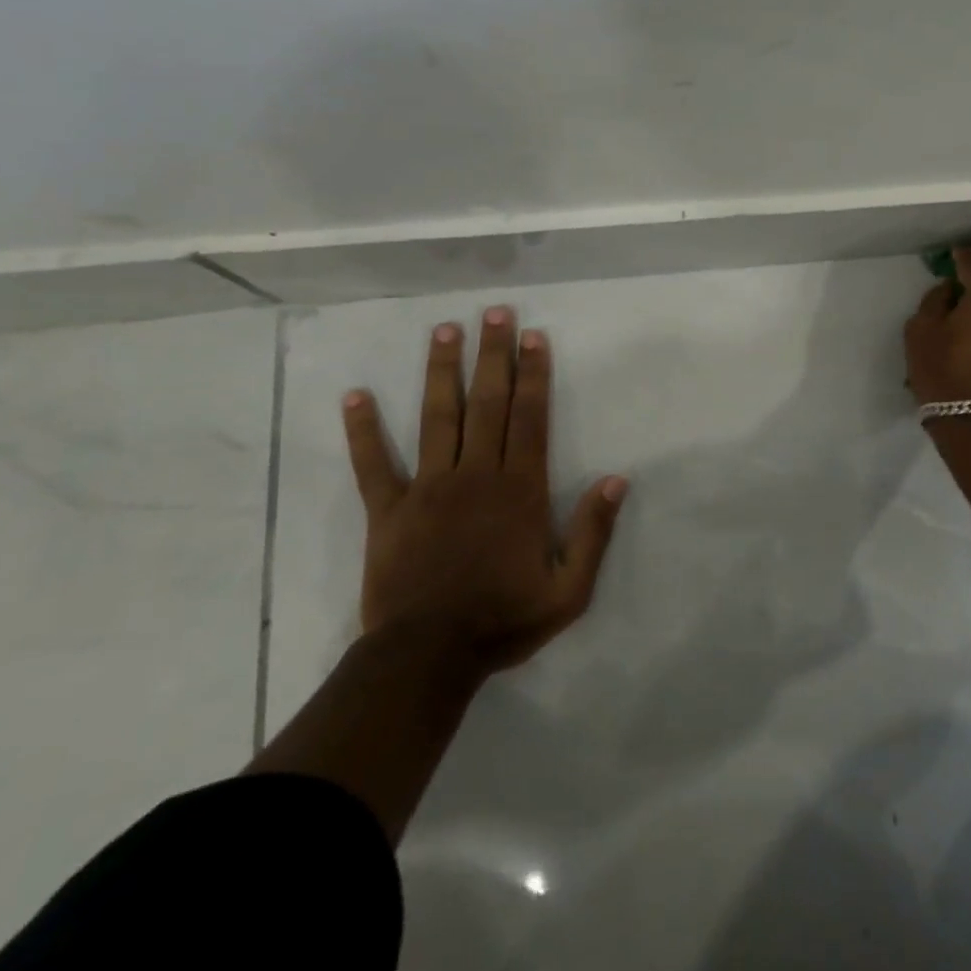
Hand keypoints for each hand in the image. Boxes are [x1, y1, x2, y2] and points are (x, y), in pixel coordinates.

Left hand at [341, 308, 626, 679]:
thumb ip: (594, 532)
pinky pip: (374, 464)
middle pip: (488, 403)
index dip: (534, 374)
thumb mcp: (570, 590)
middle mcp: (476, 475)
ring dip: (442, 371)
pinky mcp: (389, 511)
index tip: (532, 336)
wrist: (427, 658)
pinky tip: (355, 395)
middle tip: (494, 312)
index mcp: (519, 489)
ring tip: (444, 330)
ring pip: (437, 418)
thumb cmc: (504, 620)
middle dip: (494, 355)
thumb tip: (615, 479)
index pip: (530, 417)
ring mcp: (428, 489)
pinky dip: (363, 430)